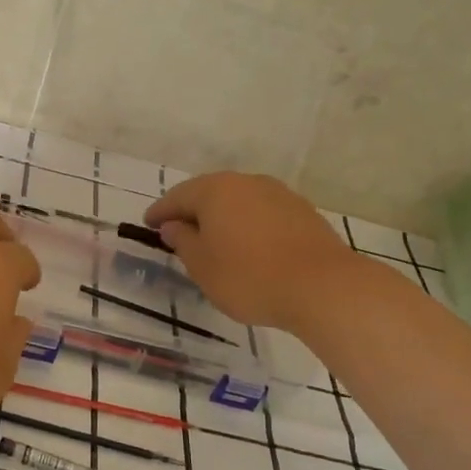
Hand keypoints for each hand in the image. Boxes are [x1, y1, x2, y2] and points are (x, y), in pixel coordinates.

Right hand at [145, 172, 353, 331]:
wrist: (323, 287)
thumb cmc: (249, 277)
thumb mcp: (202, 266)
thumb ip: (183, 241)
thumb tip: (173, 225)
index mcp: (215, 190)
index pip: (177, 197)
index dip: (160, 212)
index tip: (147, 224)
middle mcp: (246, 182)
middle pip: (209, 193)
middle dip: (192, 211)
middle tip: (178, 232)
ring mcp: (278, 194)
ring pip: (239, 202)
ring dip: (223, 218)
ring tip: (215, 241)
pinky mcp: (302, 212)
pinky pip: (263, 213)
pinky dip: (248, 225)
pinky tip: (249, 247)